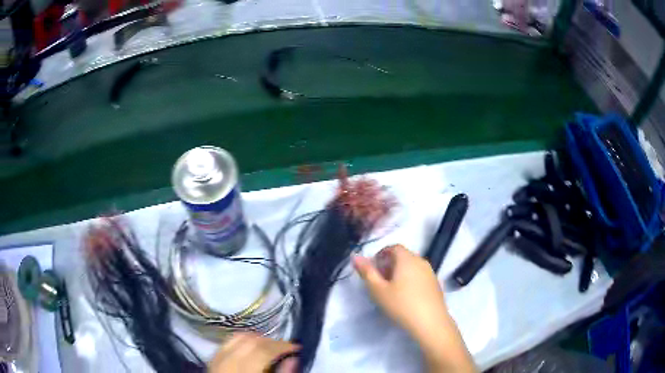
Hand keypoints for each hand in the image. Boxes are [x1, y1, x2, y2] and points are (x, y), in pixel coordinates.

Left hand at [207, 333, 298, 372]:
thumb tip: (294, 359)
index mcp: (244, 372)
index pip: (264, 351)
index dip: (282, 346)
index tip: (297, 348)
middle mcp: (228, 362)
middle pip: (251, 342)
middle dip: (271, 342)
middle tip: (286, 348)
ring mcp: (217, 360)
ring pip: (238, 338)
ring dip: (257, 339)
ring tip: (270, 347)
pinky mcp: (212, 360)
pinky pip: (227, 342)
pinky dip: (241, 341)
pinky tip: (251, 348)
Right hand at [352, 244, 448, 340]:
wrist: (430, 322)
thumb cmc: (401, 304)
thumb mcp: (378, 290)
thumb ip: (366, 272)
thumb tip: (355, 256)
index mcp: (407, 259)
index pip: (393, 247)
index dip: (381, 254)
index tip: (373, 269)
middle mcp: (421, 261)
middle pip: (403, 256)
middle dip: (389, 264)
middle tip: (380, 281)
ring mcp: (431, 272)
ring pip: (412, 266)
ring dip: (400, 272)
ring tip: (392, 290)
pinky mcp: (436, 284)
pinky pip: (420, 275)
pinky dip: (411, 279)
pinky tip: (407, 296)